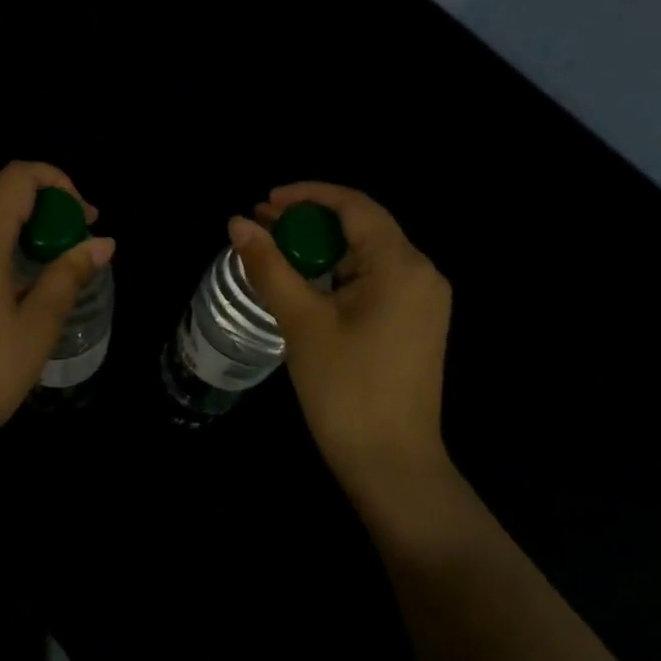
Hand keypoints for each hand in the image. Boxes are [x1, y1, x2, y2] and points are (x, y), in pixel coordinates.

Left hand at [0, 161, 114, 457]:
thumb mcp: (37, 325)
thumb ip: (69, 274)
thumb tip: (103, 242)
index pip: (18, 176)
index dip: (58, 183)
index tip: (85, 219)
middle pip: (1, 193)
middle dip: (46, 206)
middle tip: (78, 243)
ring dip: (24, 227)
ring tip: (55, 263)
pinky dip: (1, 244)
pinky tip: (19, 282)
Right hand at [230, 182, 453, 520]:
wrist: (391, 465)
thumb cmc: (345, 389)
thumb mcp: (301, 321)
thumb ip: (269, 266)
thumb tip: (236, 223)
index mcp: (401, 265)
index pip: (354, 206)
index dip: (307, 195)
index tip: (265, 200)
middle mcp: (422, 273)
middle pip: (362, 226)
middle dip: (310, 220)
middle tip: (261, 223)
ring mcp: (423, 300)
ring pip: (367, 254)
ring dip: (322, 247)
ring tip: (275, 249)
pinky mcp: (416, 323)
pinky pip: (375, 280)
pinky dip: (338, 273)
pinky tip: (305, 281)